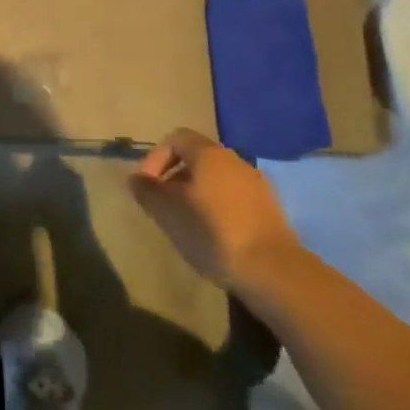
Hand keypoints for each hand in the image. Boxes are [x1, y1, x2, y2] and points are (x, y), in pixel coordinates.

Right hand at [129, 129, 300, 290]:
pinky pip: (235, 197)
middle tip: (164, 206)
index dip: (155, 158)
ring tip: (187, 223)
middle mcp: (234, 160)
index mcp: (208, 154)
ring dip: (197, 194)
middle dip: (175, 177)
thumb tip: (136, 179)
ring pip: (217, 179)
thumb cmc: (213, 234)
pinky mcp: (270, 209)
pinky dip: (219, 207)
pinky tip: (215, 235)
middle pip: (197, 157)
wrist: (273, 271)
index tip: (147, 186)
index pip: (175, 138)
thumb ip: (147, 192)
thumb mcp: (168, 213)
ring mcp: (256, 183)